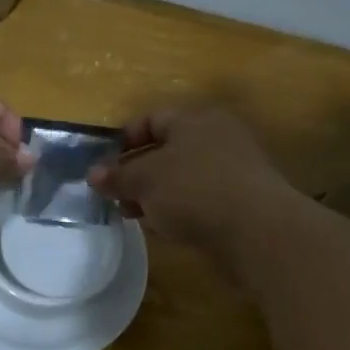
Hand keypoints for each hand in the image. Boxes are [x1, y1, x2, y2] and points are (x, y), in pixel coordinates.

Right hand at [88, 104, 297, 257]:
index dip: (123, 140)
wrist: (257, 231)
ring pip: (181, 176)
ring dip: (154, 193)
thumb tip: (92, 174)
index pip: (150, 119)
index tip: (102, 165)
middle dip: (135, 172)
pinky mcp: (240, 200)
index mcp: (194, 119)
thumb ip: (117, 176)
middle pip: (166, 149)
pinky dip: (178, 208)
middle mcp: (216, 136)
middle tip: (113, 194)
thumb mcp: (145, 180)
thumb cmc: (194, 190)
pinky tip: (163, 227)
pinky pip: (198, 197)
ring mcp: (231, 169)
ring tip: (132, 214)